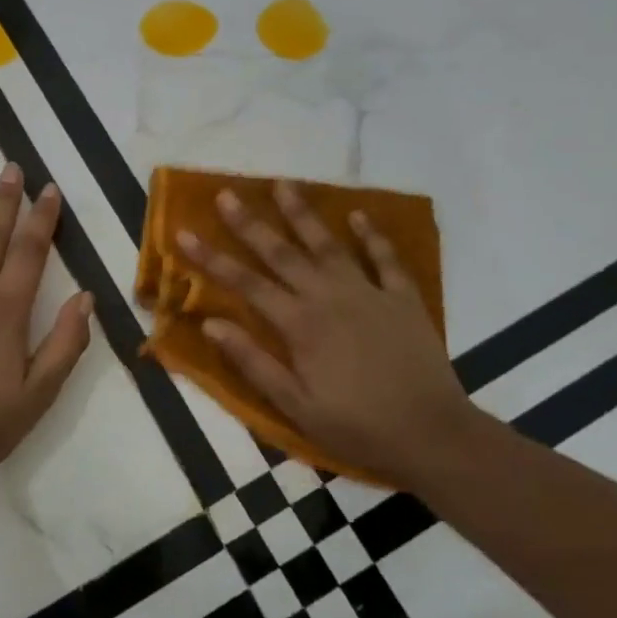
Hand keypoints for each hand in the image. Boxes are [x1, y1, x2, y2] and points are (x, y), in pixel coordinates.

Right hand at [177, 181, 474, 485]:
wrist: (432, 433)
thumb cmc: (357, 425)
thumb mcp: (295, 406)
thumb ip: (253, 362)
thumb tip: (211, 324)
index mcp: (299, 325)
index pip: (245, 284)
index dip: (211, 259)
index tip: (183, 234)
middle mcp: (329, 297)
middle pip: (282, 254)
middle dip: (250, 223)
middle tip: (227, 194)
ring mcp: (368, 293)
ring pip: (328, 245)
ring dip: (303, 214)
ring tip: (283, 184)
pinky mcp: (403, 299)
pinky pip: (385, 259)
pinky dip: (372, 235)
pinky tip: (358, 214)